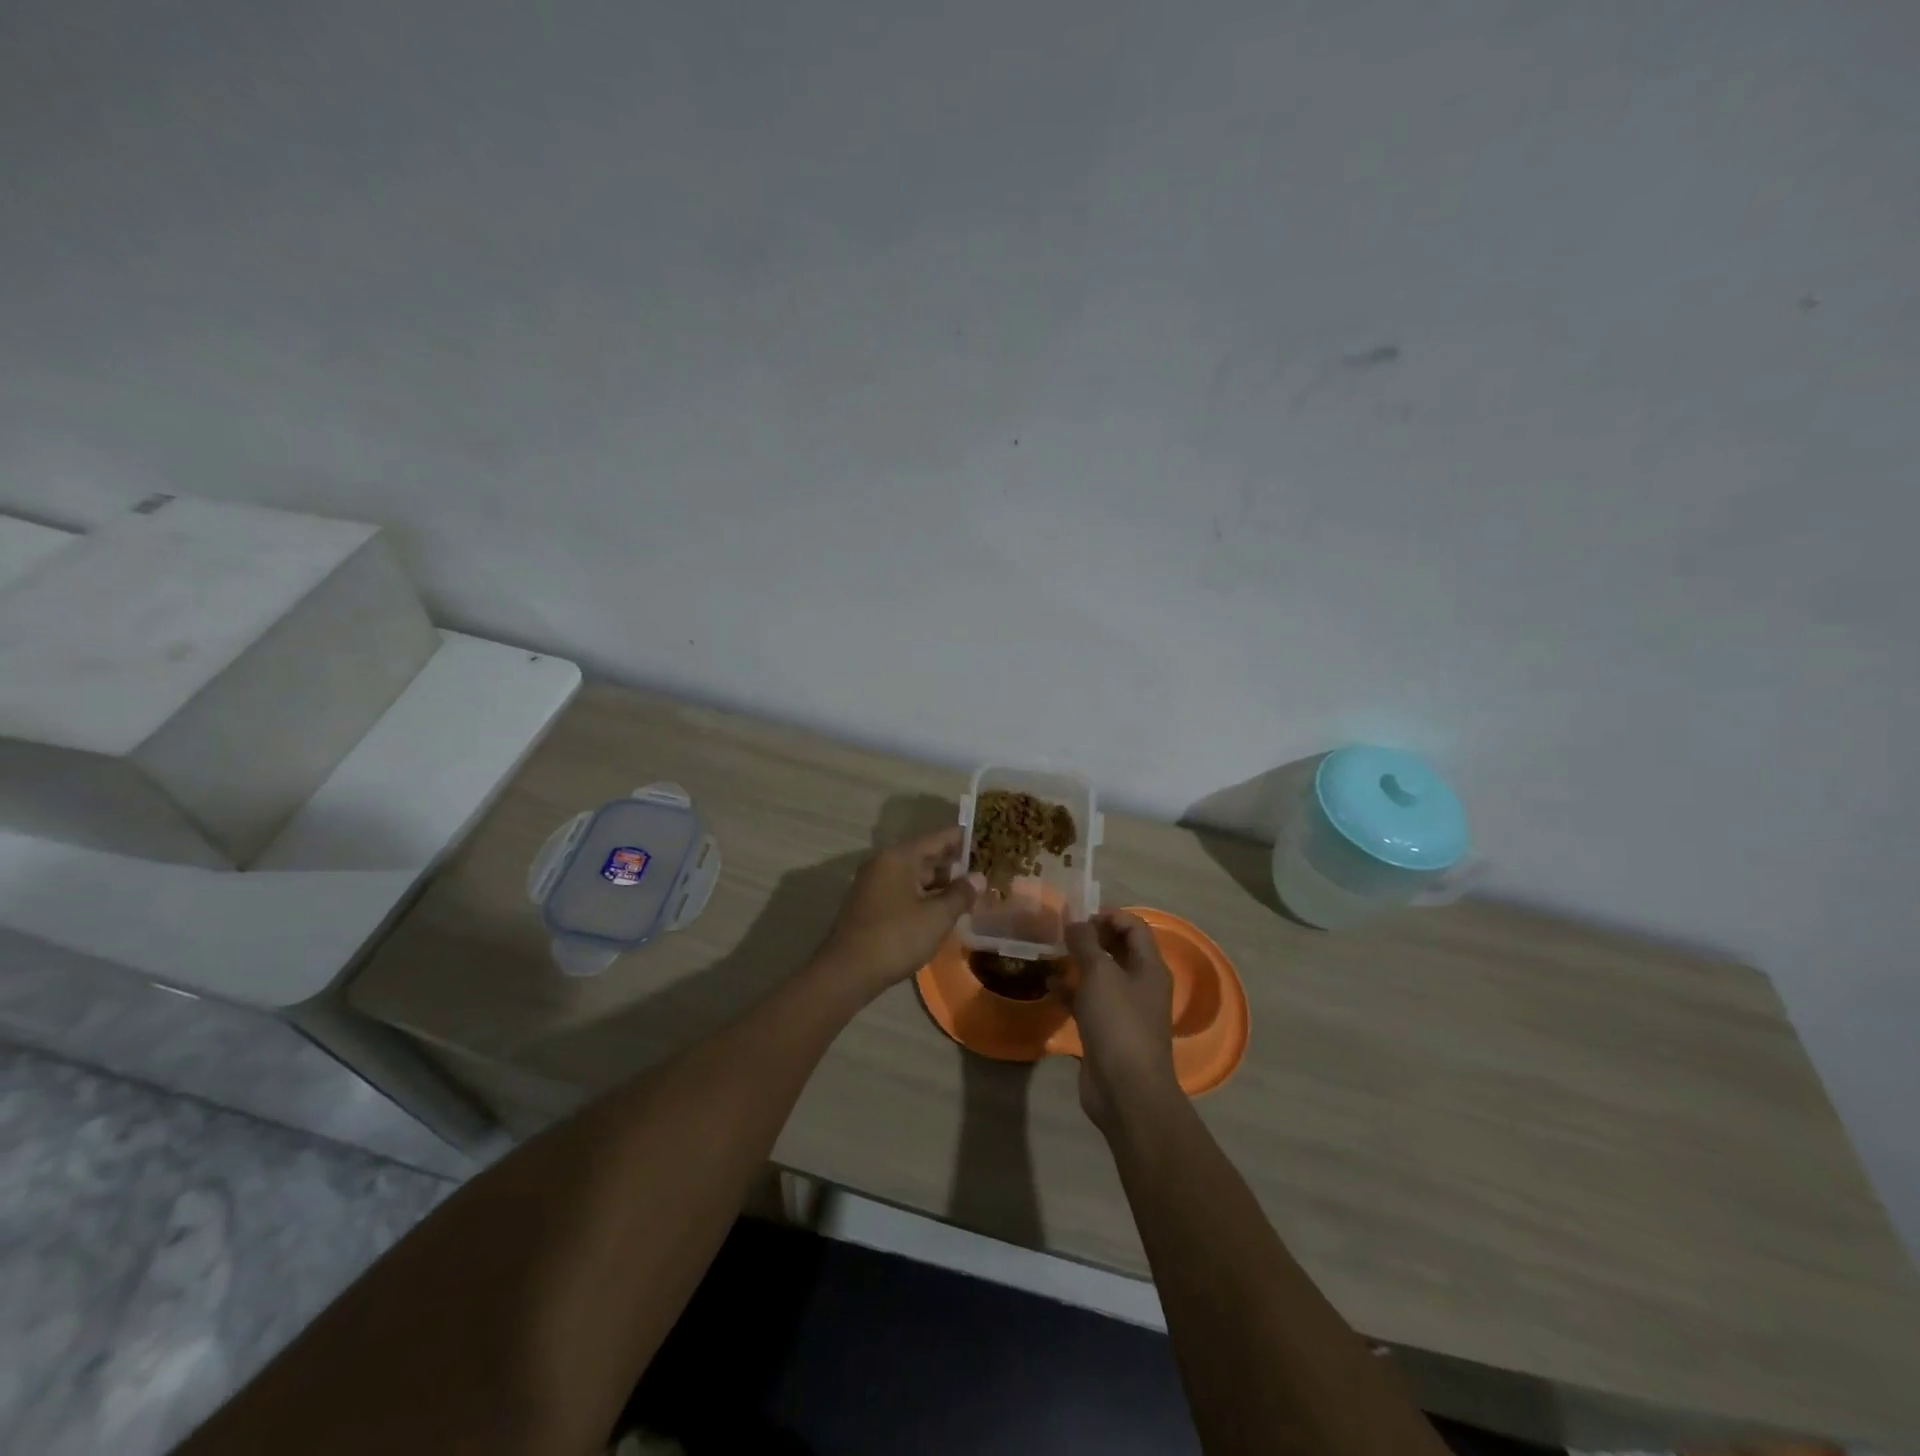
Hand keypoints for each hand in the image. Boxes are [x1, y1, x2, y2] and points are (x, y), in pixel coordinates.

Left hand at [815, 826, 979, 1000]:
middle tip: (984, 870)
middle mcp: (884, 864)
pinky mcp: (870, 905)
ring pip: (914, 877)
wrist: (847, 972)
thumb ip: (960, 894)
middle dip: (954, 865)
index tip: (987, 839)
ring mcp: (874, 885)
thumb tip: (978, 877)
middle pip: (925, 856)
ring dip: (940, 884)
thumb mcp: (936, 917)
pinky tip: (942, 910)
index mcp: (899, 857)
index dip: (963, 839)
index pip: (937, 839)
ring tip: (969, 892)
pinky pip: (904, 892)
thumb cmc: (896, 938)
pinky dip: (924, 897)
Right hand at [1055, 911, 1179, 1130]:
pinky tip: (1049, 987)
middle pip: (1118, 950)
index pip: (1134, 927)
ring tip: (1051, 954)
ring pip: (1101, 977)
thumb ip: (1086, 943)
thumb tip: (1075, 921)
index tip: (1079, 916)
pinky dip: (1071, 992)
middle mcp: (1140, 985)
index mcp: (1149, 967)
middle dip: (1092, 938)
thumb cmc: (1118, 1023)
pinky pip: (1088, 1002)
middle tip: (1062, 933)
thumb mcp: (1100, 974)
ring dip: (1079, 964)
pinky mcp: (1106, 1032)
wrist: (1126, 1090)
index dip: (1109, 916)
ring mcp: (1124, 1010)